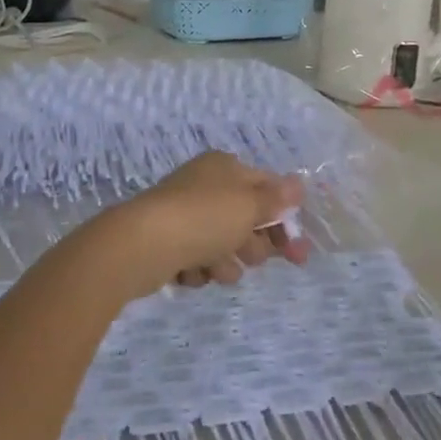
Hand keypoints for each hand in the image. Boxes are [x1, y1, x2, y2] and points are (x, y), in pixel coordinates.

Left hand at [81, 152, 308, 298]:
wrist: (141, 245)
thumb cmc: (203, 219)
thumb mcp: (248, 206)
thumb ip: (275, 199)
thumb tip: (298, 183)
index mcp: (225, 167)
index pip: (267, 189)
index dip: (285, 219)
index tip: (298, 253)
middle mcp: (205, 185)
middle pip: (246, 219)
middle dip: (253, 244)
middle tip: (249, 258)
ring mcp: (184, 213)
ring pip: (222, 244)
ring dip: (225, 261)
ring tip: (214, 267)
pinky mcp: (168, 242)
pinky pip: (197, 259)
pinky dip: (198, 269)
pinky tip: (190, 272)